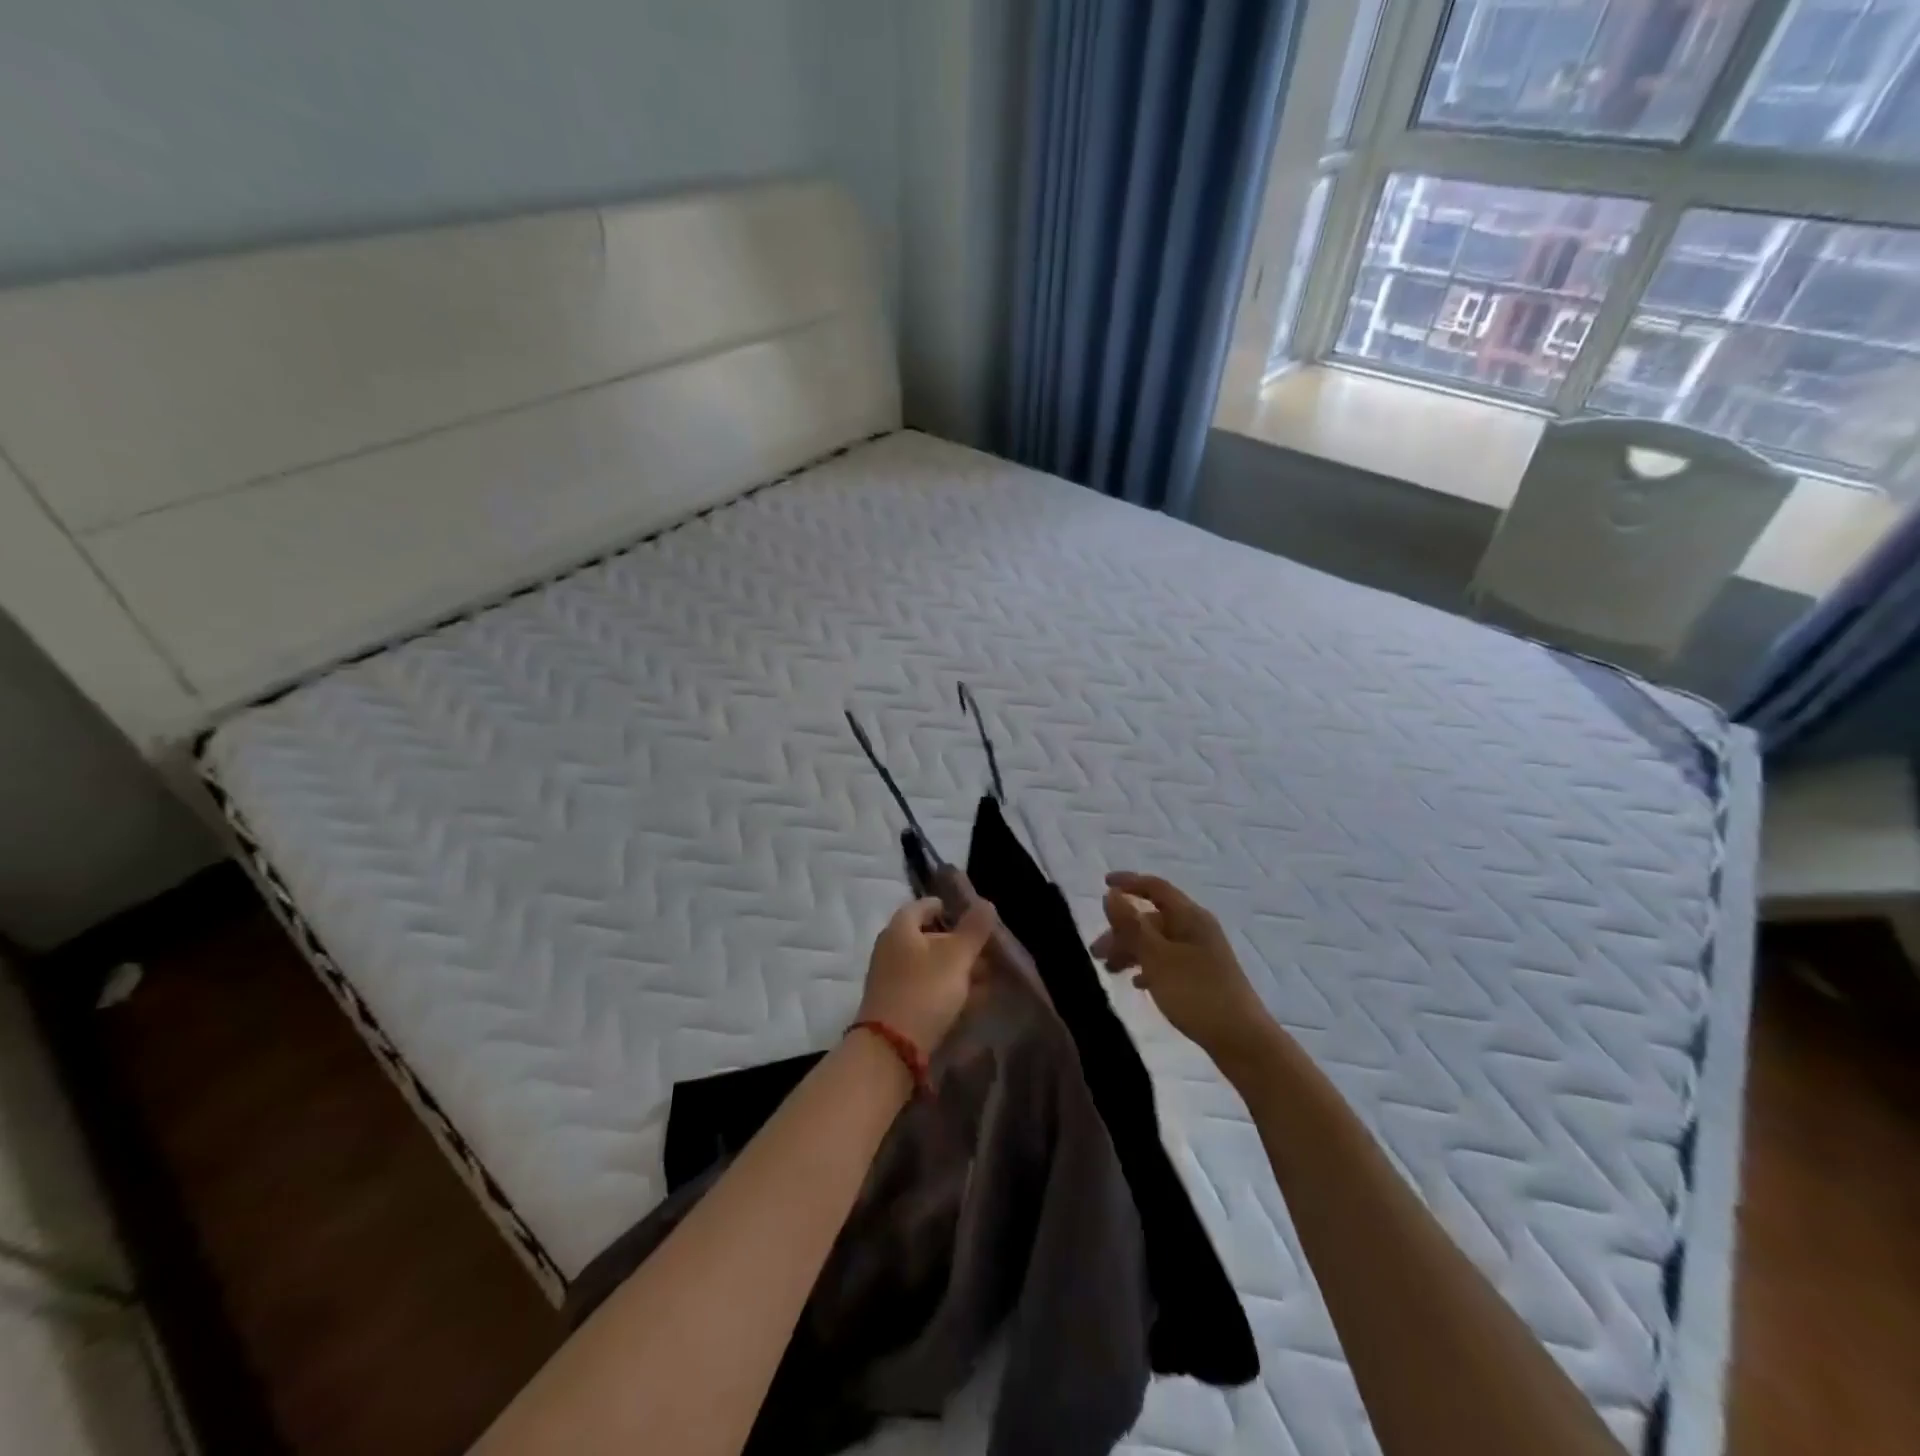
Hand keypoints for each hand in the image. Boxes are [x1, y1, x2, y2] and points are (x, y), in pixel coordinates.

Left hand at [858, 892, 996, 1054]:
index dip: (947, 908)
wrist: (890, 1049)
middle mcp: (891, 949)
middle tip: (986, 951)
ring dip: (956, 969)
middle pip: (928, 937)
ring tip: (986, 978)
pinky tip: (970, 1001)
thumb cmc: (924, 991)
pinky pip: (926, 988)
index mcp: (900, 929)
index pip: (923, 906)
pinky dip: (947, 989)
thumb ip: (973, 930)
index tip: (971, 916)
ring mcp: (891, 979)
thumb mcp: (956, 957)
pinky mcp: (896, 1005)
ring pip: (929, 966)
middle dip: (958, 943)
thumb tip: (986, 902)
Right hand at [1094, 872, 1274, 1071]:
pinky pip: (1168, 961)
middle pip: (1152, 918)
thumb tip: (1111, 894)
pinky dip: (1148, 967)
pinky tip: (1137, 984)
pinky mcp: (1203, 976)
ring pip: (1158, 942)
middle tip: (1096, 953)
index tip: (1103, 883)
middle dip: (1122, 930)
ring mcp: (1202, 953)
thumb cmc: (1196, 994)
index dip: (1128, 882)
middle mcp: (1197, 928)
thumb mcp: (1157, 958)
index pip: (1155, 887)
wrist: (1243, 1041)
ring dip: (1132, 950)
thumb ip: (1131, 925)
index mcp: (1189, 917)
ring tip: (1110, 970)